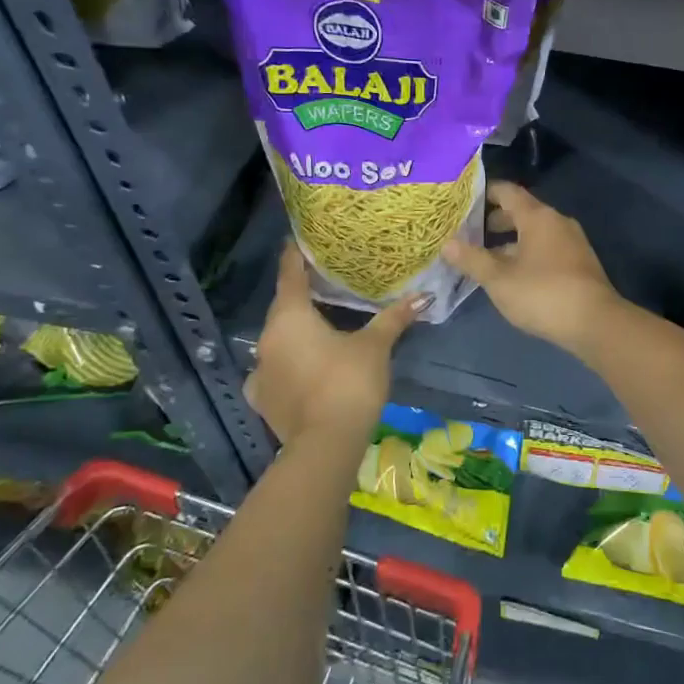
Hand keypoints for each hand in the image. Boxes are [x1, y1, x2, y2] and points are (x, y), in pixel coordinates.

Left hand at [245, 242, 422, 446]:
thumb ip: (393, 318)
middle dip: (299, 295)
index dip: (295, 256)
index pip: (290, 274)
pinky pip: (272, 370)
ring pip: (276, 339)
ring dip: (293, 332)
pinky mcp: (261, 398)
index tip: (299, 240)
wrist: (326, 443)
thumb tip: (424, 296)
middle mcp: (267, 337)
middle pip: (282, 307)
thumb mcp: (375, 346)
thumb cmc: (349, 382)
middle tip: (321, 283)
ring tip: (316, 327)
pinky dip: (285, 365)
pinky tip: (299, 370)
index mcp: (291, 316)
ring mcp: (260, 370)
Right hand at [442, 182, 618, 351]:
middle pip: (521, 212)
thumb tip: (446, 243)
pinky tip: (513, 275)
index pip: (507, 191)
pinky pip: (547, 248)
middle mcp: (557, 221)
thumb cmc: (543, 294)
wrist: (595, 322)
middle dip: (494, 221)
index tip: (462, 201)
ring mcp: (572, 242)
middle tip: (468, 234)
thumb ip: (472, 259)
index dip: (484, 193)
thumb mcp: (499, 279)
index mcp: (537, 216)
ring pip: (534, 233)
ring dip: (510, 242)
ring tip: (485, 258)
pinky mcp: (579, 263)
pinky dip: (527, 253)